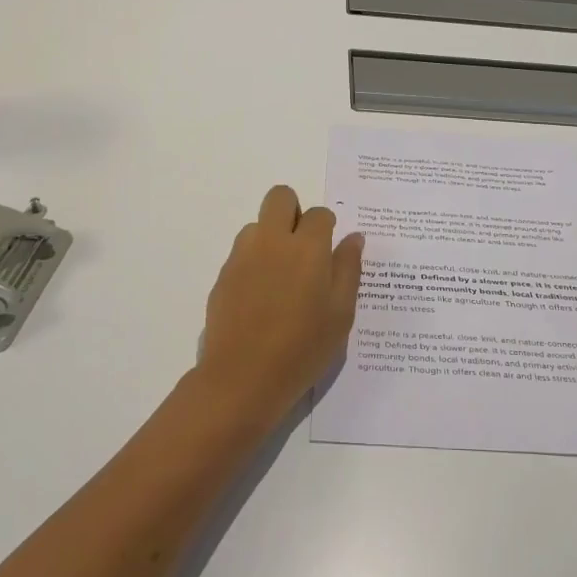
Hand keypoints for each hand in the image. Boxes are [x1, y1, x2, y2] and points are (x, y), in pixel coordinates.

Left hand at [197, 186, 363, 423]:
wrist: (243, 378)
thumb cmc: (303, 348)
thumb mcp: (341, 313)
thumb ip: (349, 269)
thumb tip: (354, 238)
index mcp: (308, 247)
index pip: (320, 214)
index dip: (327, 229)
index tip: (329, 254)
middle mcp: (272, 241)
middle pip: (280, 197)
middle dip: (294, 211)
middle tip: (303, 248)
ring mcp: (243, 256)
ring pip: (258, 224)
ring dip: (272, 237)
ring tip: (281, 278)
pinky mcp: (223, 275)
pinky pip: (242, 252)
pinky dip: (254, 262)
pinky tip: (261, 299)